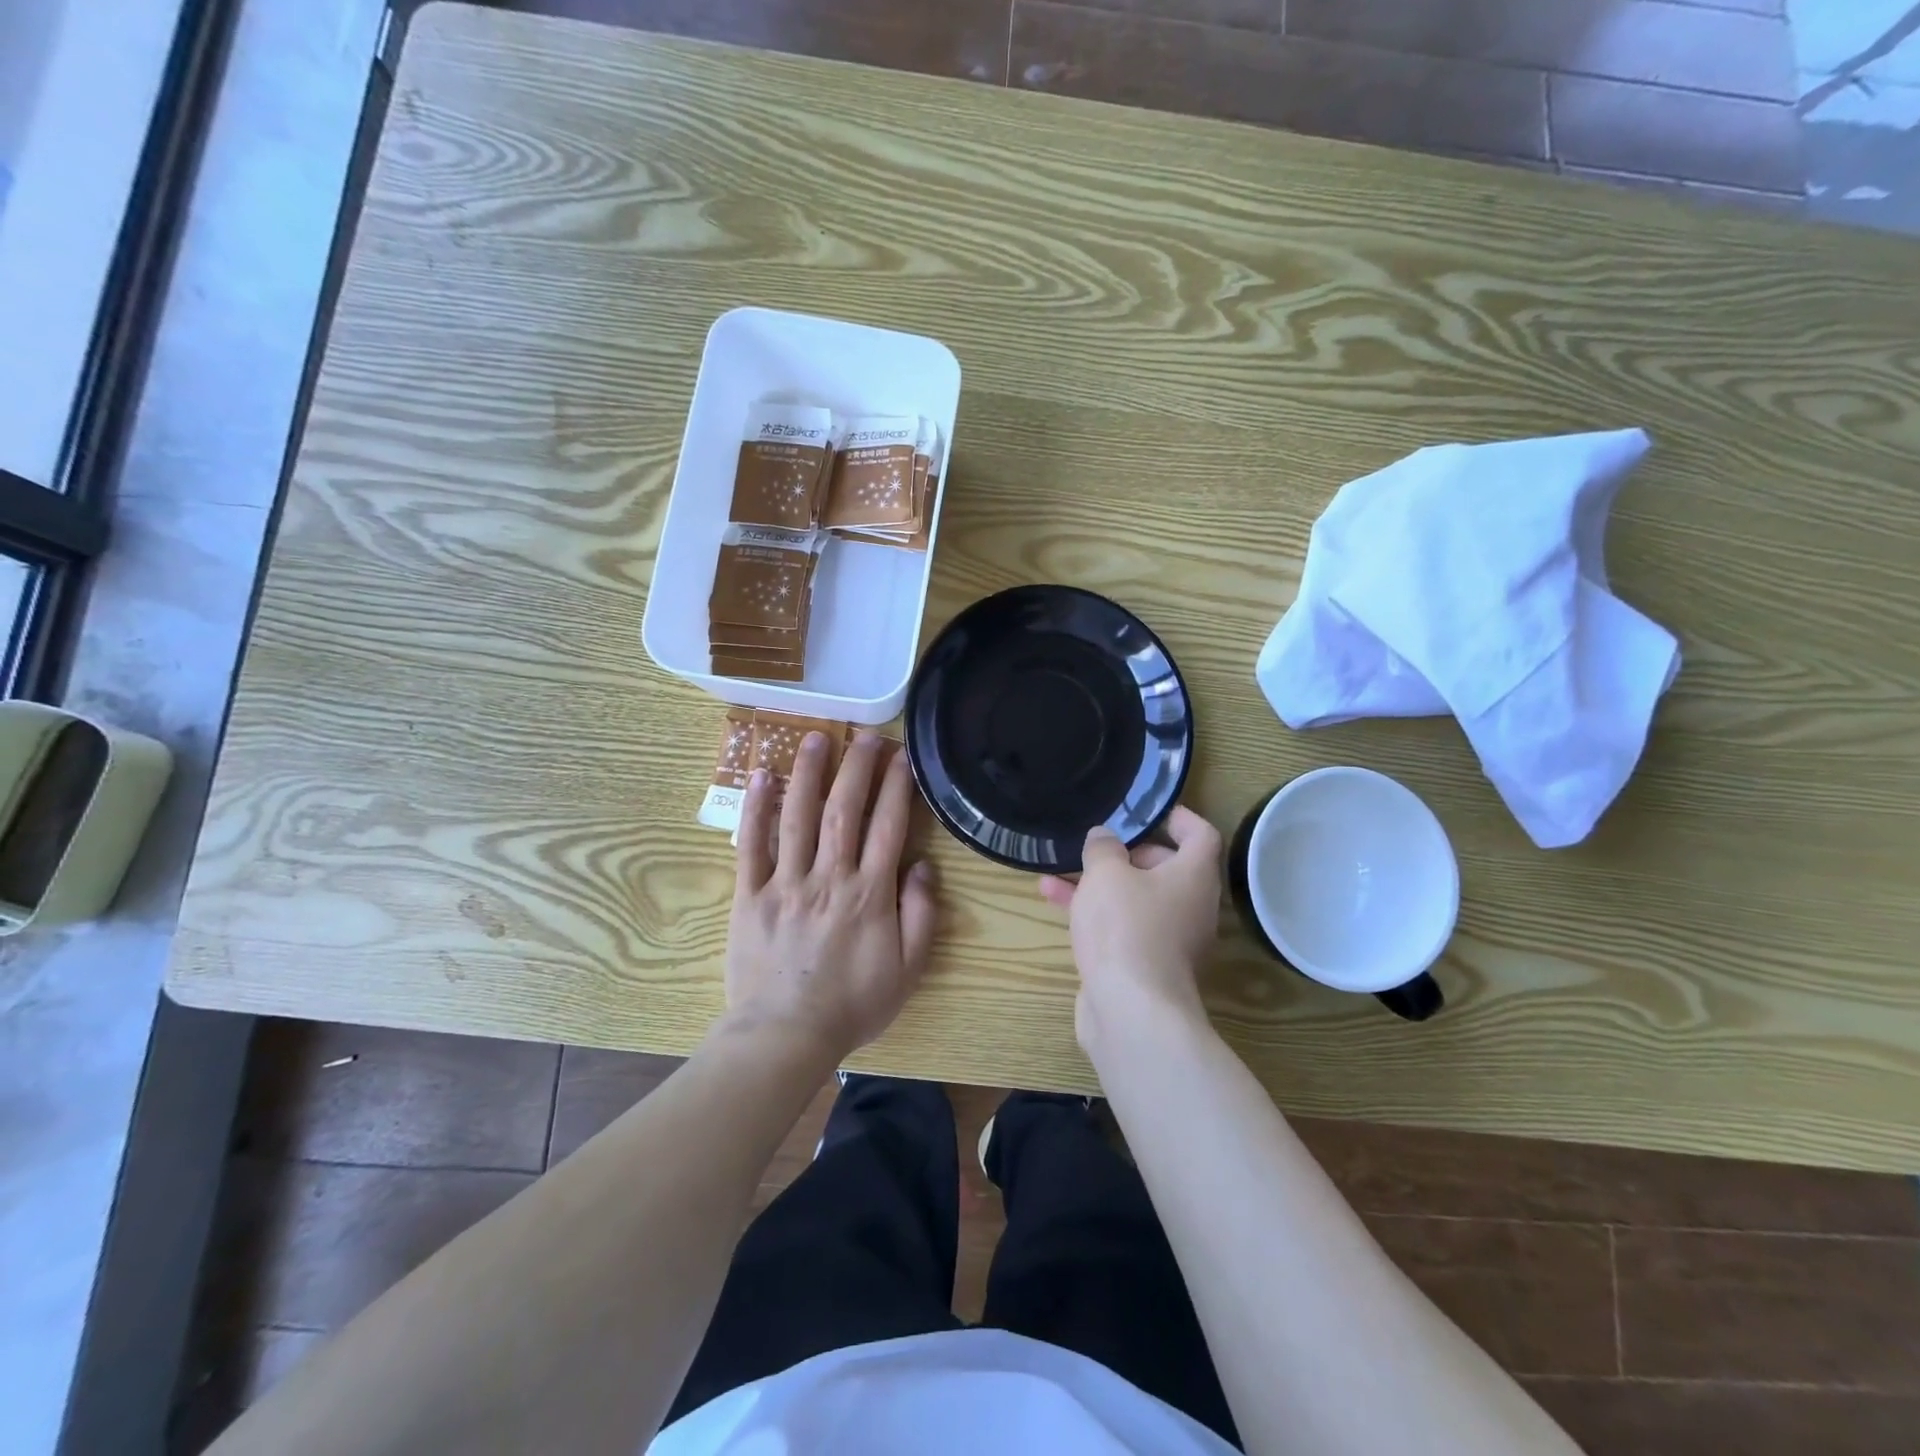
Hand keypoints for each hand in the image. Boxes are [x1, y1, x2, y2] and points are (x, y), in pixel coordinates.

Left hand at [727, 731, 937, 1059]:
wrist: (786, 1035)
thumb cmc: (853, 1003)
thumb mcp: (908, 969)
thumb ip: (921, 915)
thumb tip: (922, 866)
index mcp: (870, 893)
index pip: (887, 826)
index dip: (896, 786)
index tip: (901, 755)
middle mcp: (830, 877)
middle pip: (843, 809)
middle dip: (856, 767)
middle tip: (864, 734)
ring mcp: (786, 882)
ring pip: (798, 816)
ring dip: (808, 773)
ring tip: (815, 738)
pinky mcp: (751, 894)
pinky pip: (752, 845)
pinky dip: (756, 809)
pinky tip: (762, 777)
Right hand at [1039, 807, 1221, 1049]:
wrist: (1130, 1011)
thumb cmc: (1125, 927)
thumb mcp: (1106, 873)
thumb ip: (1103, 848)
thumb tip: (1104, 838)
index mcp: (1194, 876)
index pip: (1200, 834)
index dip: (1176, 817)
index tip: (1146, 810)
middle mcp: (1190, 906)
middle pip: (1166, 868)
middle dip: (1127, 853)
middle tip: (1096, 846)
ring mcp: (1168, 940)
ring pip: (1135, 899)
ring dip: (1099, 884)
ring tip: (1057, 871)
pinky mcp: (1143, 965)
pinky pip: (1120, 927)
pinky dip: (1093, 912)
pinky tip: (1053, 902)